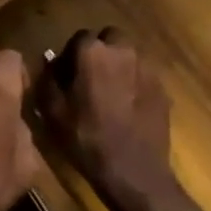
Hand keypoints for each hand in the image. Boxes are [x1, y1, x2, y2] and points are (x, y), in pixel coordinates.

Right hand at [36, 28, 176, 210]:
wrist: (135, 173)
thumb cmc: (87, 140)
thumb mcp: (52, 112)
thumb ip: (47, 79)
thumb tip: (49, 62)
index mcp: (93, 52)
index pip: (79, 38)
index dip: (71, 55)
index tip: (67, 76)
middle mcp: (122, 50)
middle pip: (108, 39)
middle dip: (99, 53)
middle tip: (90, 79)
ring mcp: (147, 68)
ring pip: (128, 55)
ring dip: (118, 66)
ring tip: (110, 93)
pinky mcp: (163, 87)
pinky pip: (143, 75)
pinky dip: (134, 83)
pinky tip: (128, 107)